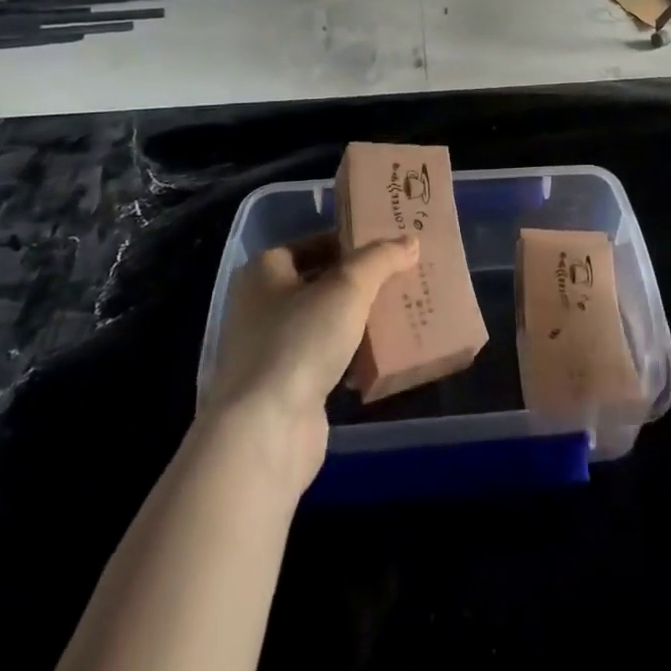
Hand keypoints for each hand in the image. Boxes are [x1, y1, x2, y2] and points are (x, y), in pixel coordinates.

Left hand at [202, 233, 419, 492]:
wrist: (266, 431)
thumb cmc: (300, 341)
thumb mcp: (348, 287)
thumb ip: (380, 259)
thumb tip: (410, 240)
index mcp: (263, 271)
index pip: (312, 243)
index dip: (349, 242)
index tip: (387, 246)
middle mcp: (260, 306)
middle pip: (319, 283)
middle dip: (359, 283)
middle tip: (401, 276)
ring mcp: (270, 350)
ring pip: (323, 323)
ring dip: (357, 320)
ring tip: (400, 312)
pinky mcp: (284, 388)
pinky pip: (325, 359)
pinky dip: (351, 356)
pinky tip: (381, 357)